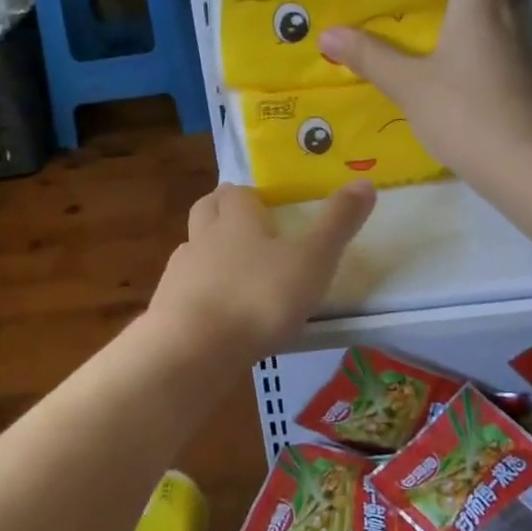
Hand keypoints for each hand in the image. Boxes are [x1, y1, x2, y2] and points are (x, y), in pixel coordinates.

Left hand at [149, 182, 374, 354]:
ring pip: (192, 248)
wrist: (195, 348)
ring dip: (208, 252)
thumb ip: (338, 223)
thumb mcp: (313, 259)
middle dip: (221, 211)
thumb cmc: (260, 296)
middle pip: (206, 210)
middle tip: (244, 226)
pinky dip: (199, 292)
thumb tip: (365, 182)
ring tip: (232, 273)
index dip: (250, 196)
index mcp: (236, 218)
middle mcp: (203, 236)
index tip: (266, 207)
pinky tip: (216, 312)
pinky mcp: (167, 306)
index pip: (237, 192)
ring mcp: (180, 272)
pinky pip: (183, 288)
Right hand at [317, 0, 531, 181]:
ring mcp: (526, 41)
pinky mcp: (528, 69)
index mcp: (482, 3)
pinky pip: (508, 26)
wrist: (525, 165)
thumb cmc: (465, 115)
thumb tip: (330, 36)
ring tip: (435, 18)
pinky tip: (454, 57)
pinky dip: (483, 23)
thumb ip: (370, 57)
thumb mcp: (409, 86)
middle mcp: (512, 12)